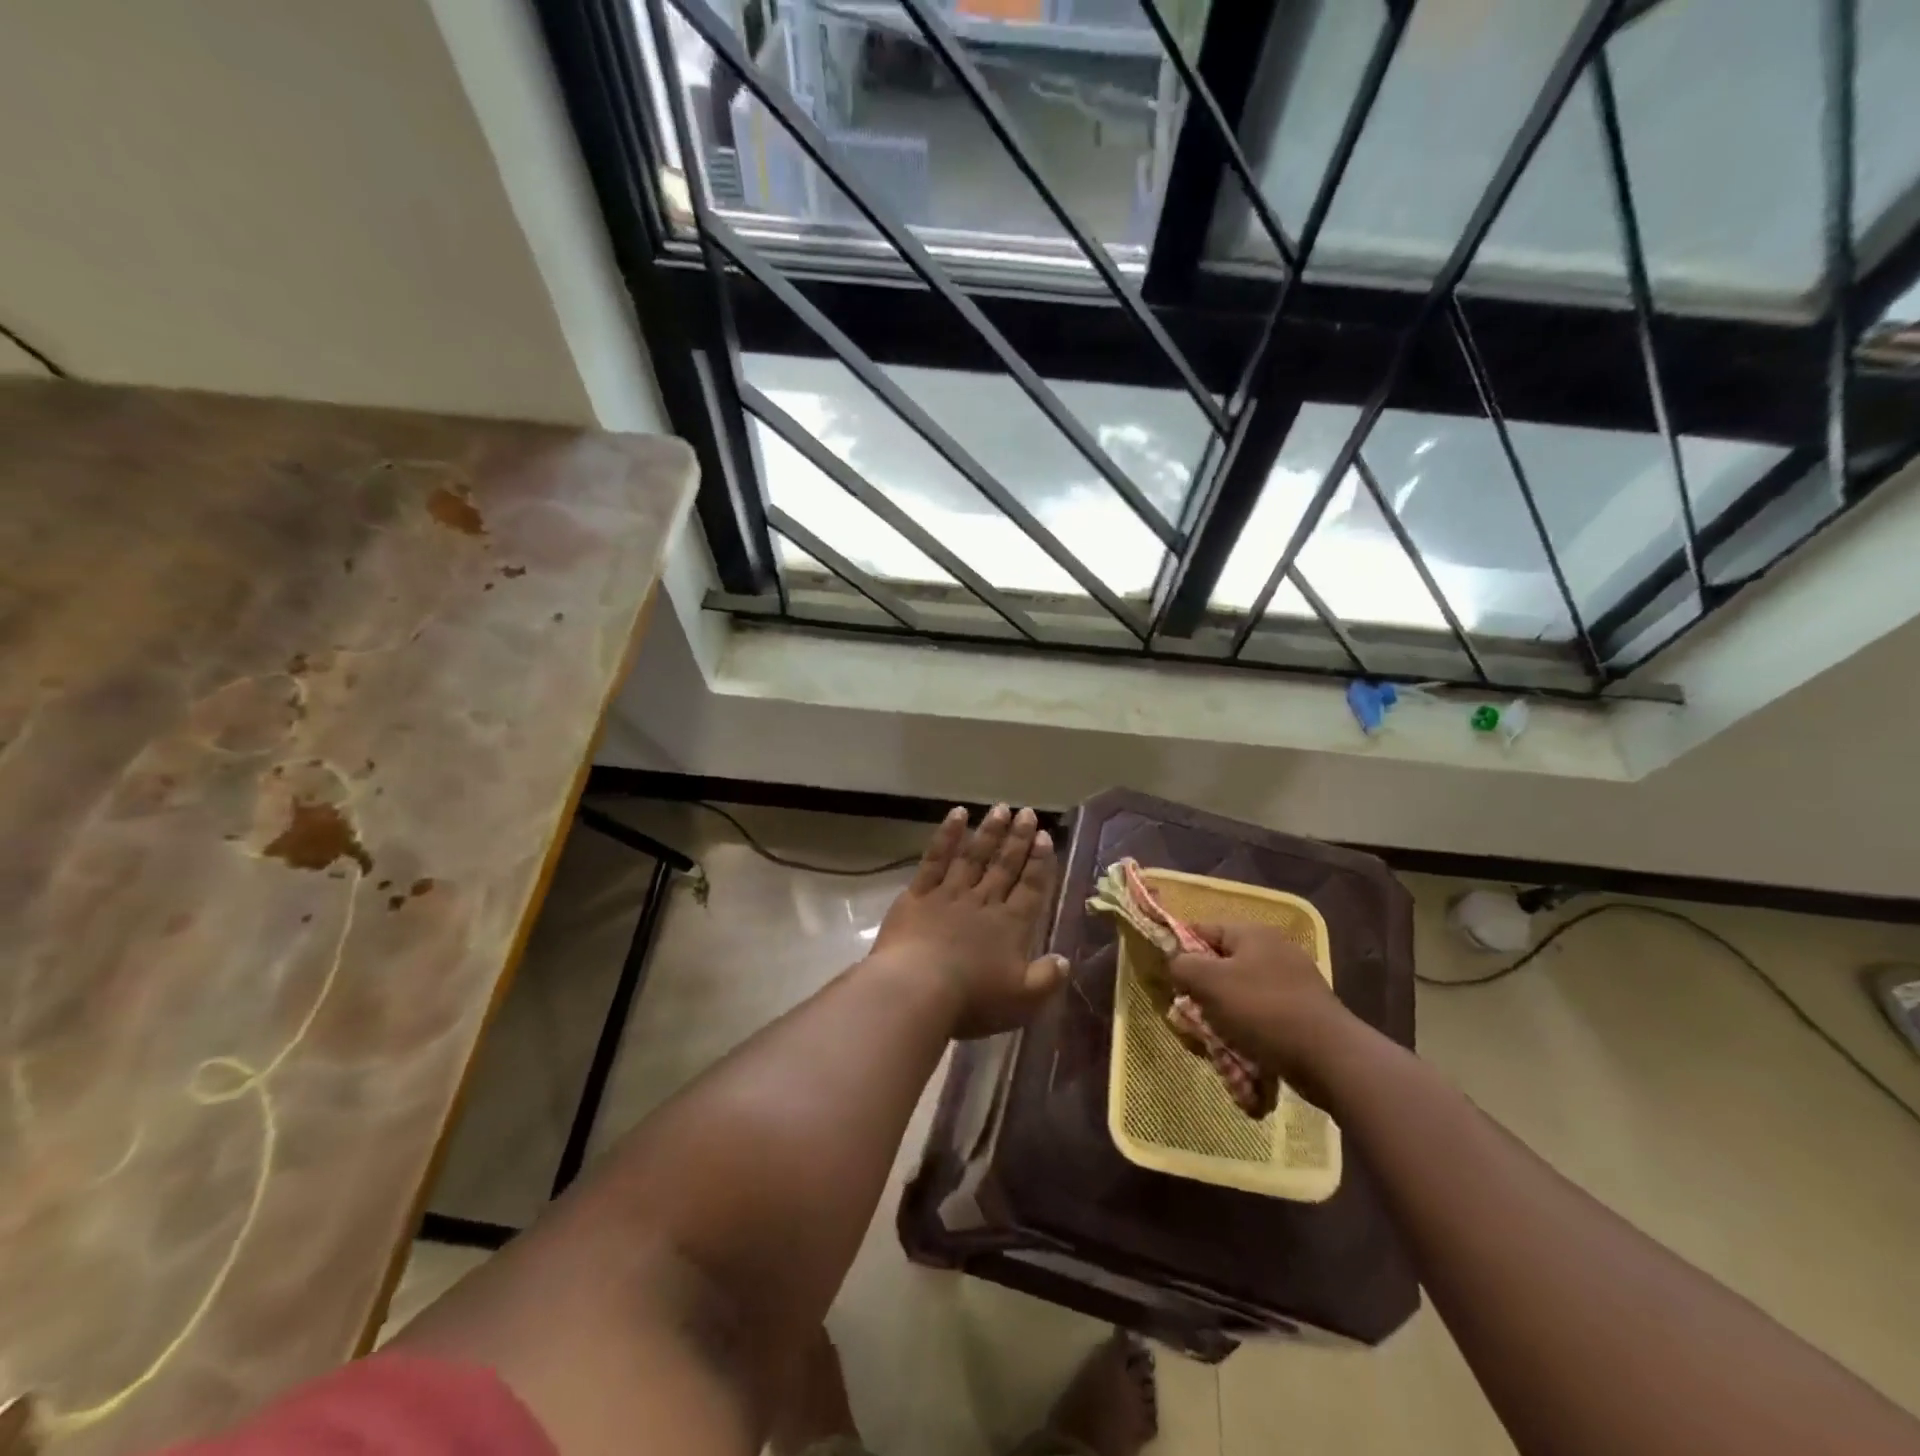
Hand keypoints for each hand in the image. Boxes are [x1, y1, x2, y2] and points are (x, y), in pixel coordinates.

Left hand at [869, 805, 1065, 1038]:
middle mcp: (983, 902)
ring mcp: (949, 894)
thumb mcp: (1021, 1001)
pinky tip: (957, 814)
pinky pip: (936, 858)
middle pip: (1004, 865)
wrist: (916, 989)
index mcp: (1010, 926)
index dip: (1040, 862)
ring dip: (989, 831)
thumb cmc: (972, 999)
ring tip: (1000, 808)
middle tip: (1027, 812)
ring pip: (973, 856)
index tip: (1045, 837)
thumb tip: (1065, 960)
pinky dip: (947, 835)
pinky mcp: (919, 894)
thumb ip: (1046, 978)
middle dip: (1018, 839)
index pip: (1031, 888)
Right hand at [1167, 923, 1363, 1098]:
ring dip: (1223, 1020)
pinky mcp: (1303, 1014)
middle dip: (1203, 995)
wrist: (1330, 1058)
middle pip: (1221, 967)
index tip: (1169, 982)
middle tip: (1192, 1020)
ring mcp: (1292, 983)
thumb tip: (1176, 965)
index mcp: (1252, 934)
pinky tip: (1242, 1057)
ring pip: (1240, 997)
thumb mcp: (1209, 983)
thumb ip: (1182, 966)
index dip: (1181, 953)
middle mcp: (1274, 951)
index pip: (1202, 930)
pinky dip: (1248, 1035)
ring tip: (1216, 1046)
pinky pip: (1262, 1019)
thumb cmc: (1263, 1010)